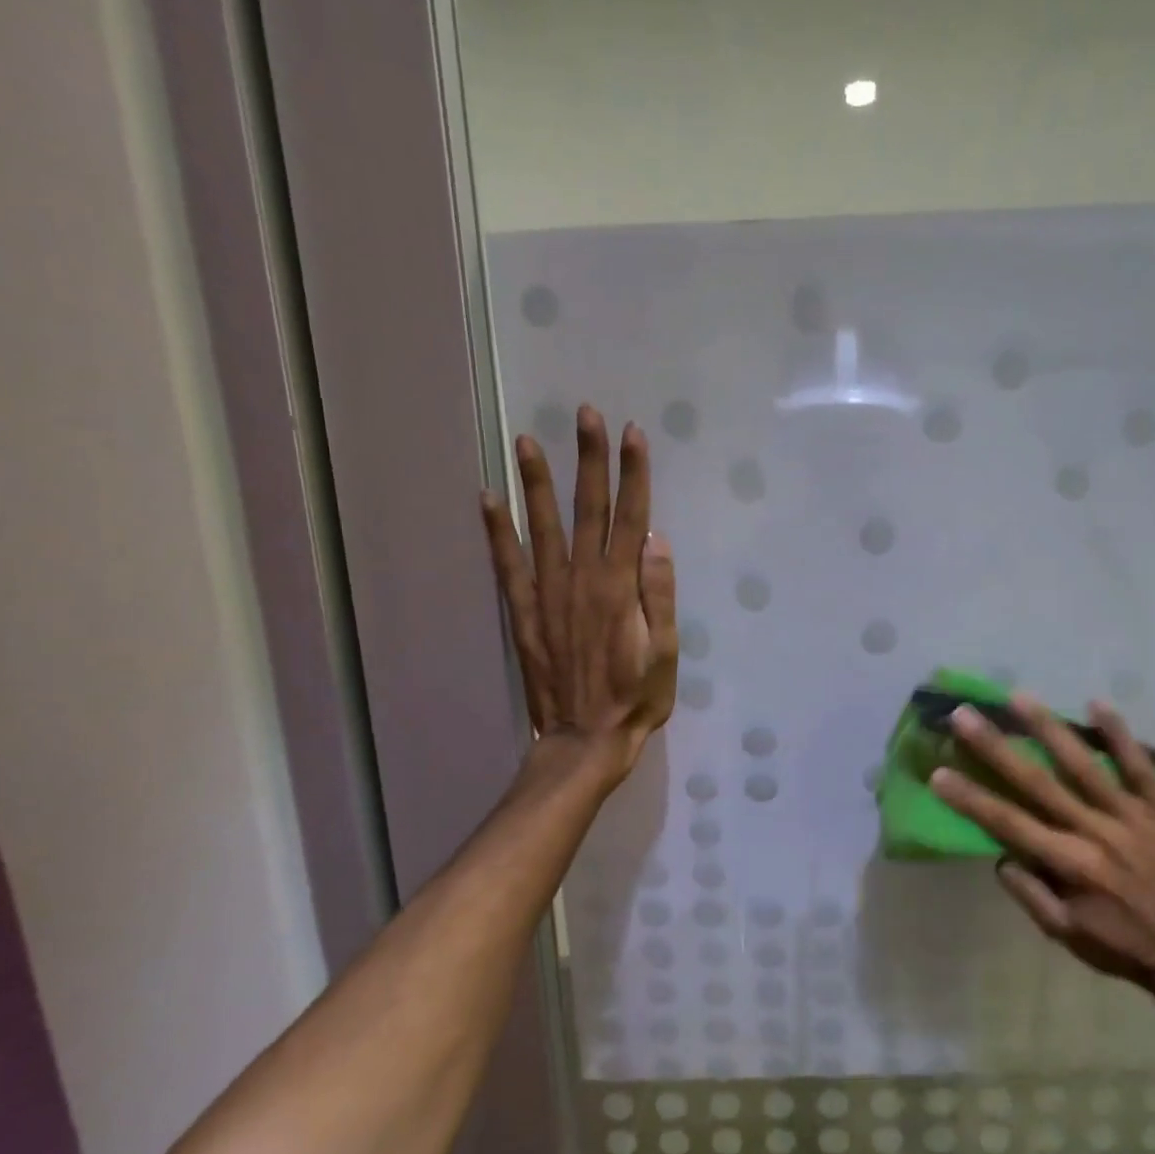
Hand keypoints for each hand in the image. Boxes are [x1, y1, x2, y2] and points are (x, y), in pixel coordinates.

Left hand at [481, 405, 676, 784]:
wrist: (584, 738)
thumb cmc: (636, 697)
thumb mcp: (666, 651)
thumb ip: (659, 594)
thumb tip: (654, 539)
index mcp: (622, 587)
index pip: (631, 517)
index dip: (633, 474)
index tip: (632, 434)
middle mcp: (582, 579)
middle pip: (588, 509)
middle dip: (589, 459)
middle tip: (585, 414)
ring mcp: (548, 593)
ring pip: (543, 526)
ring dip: (536, 481)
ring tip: (525, 440)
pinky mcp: (524, 611)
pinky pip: (507, 563)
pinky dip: (496, 530)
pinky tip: (488, 498)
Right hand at [931, 696, 1154, 1000]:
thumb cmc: (1123, 946)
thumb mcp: (1065, 935)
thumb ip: (1030, 894)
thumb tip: (1000, 855)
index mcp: (1070, 864)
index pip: (1008, 823)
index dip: (970, 798)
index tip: (938, 772)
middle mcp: (1096, 832)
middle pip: (1037, 783)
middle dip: (996, 748)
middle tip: (964, 715)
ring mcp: (1132, 816)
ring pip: (1084, 764)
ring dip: (1049, 728)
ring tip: (1019, 697)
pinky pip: (1141, 767)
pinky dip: (1120, 736)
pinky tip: (1097, 703)